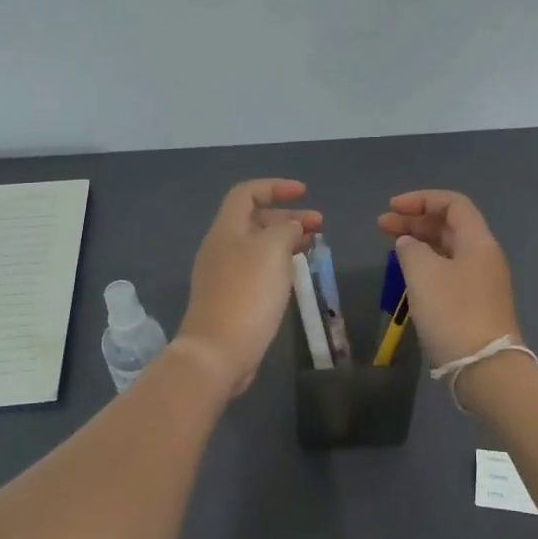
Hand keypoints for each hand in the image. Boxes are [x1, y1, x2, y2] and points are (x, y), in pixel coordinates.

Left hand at [176, 180, 322, 397]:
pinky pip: (256, 269)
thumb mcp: (272, 250)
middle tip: (319, 225)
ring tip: (312, 248)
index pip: (247, 193)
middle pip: (254, 219)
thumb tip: (290, 228)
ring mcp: (223, 275)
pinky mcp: (231, 298)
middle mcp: (221, 247)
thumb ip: (285, 230)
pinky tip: (294, 275)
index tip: (304, 193)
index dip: (275, 187)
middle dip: (288, 217)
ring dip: (285, 241)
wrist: (218, 352)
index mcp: (226, 230)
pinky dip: (278, 264)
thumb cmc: (247, 294)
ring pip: (257, 246)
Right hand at [376, 190, 521, 367]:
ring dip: (419, 243)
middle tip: (381, 226)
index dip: (421, 199)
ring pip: (447, 250)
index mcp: (478, 242)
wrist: (484, 368)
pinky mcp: (474, 304)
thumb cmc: (453, 313)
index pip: (453, 204)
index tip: (392, 208)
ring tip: (390, 247)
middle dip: (415, 221)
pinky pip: (448, 271)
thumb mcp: (423, 274)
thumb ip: (411, 249)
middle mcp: (483, 257)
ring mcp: (480, 282)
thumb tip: (408, 244)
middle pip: (449, 226)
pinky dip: (426, 265)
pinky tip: (407, 274)